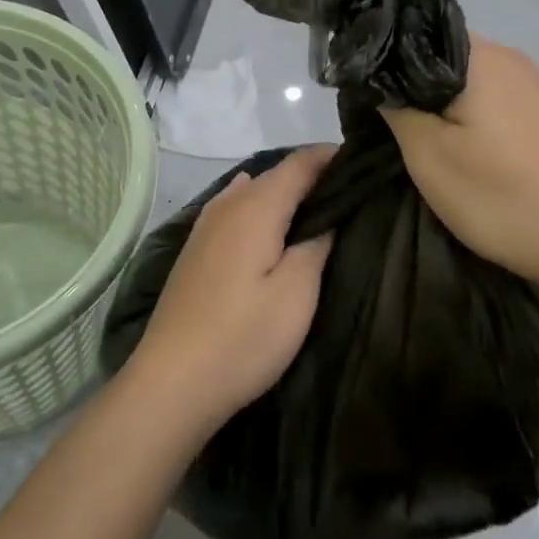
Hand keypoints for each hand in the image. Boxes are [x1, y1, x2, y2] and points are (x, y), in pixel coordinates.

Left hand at [126, 146, 337, 437]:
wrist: (173, 382)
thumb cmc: (244, 337)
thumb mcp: (297, 293)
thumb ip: (317, 243)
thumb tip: (329, 214)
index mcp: (255, 206)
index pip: (300, 163)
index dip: (332, 156)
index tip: (364, 162)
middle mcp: (227, 205)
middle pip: (275, 174)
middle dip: (312, 175)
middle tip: (352, 191)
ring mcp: (205, 227)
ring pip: (253, 192)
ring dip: (285, 194)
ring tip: (318, 210)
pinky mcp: (196, 251)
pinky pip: (236, 212)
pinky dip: (262, 210)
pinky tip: (272, 227)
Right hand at [380, 37, 538, 299]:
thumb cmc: (501, 195)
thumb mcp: (429, 155)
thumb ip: (396, 107)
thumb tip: (378, 78)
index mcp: (477, 55)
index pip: (412, 31)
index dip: (380, 57)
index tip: (360, 91)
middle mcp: (506, 56)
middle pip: (437, 54)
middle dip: (406, 84)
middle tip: (379, 122)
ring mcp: (528, 83)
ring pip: (461, 78)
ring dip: (434, 102)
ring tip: (411, 139)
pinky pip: (486, 97)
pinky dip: (462, 114)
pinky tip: (454, 146)